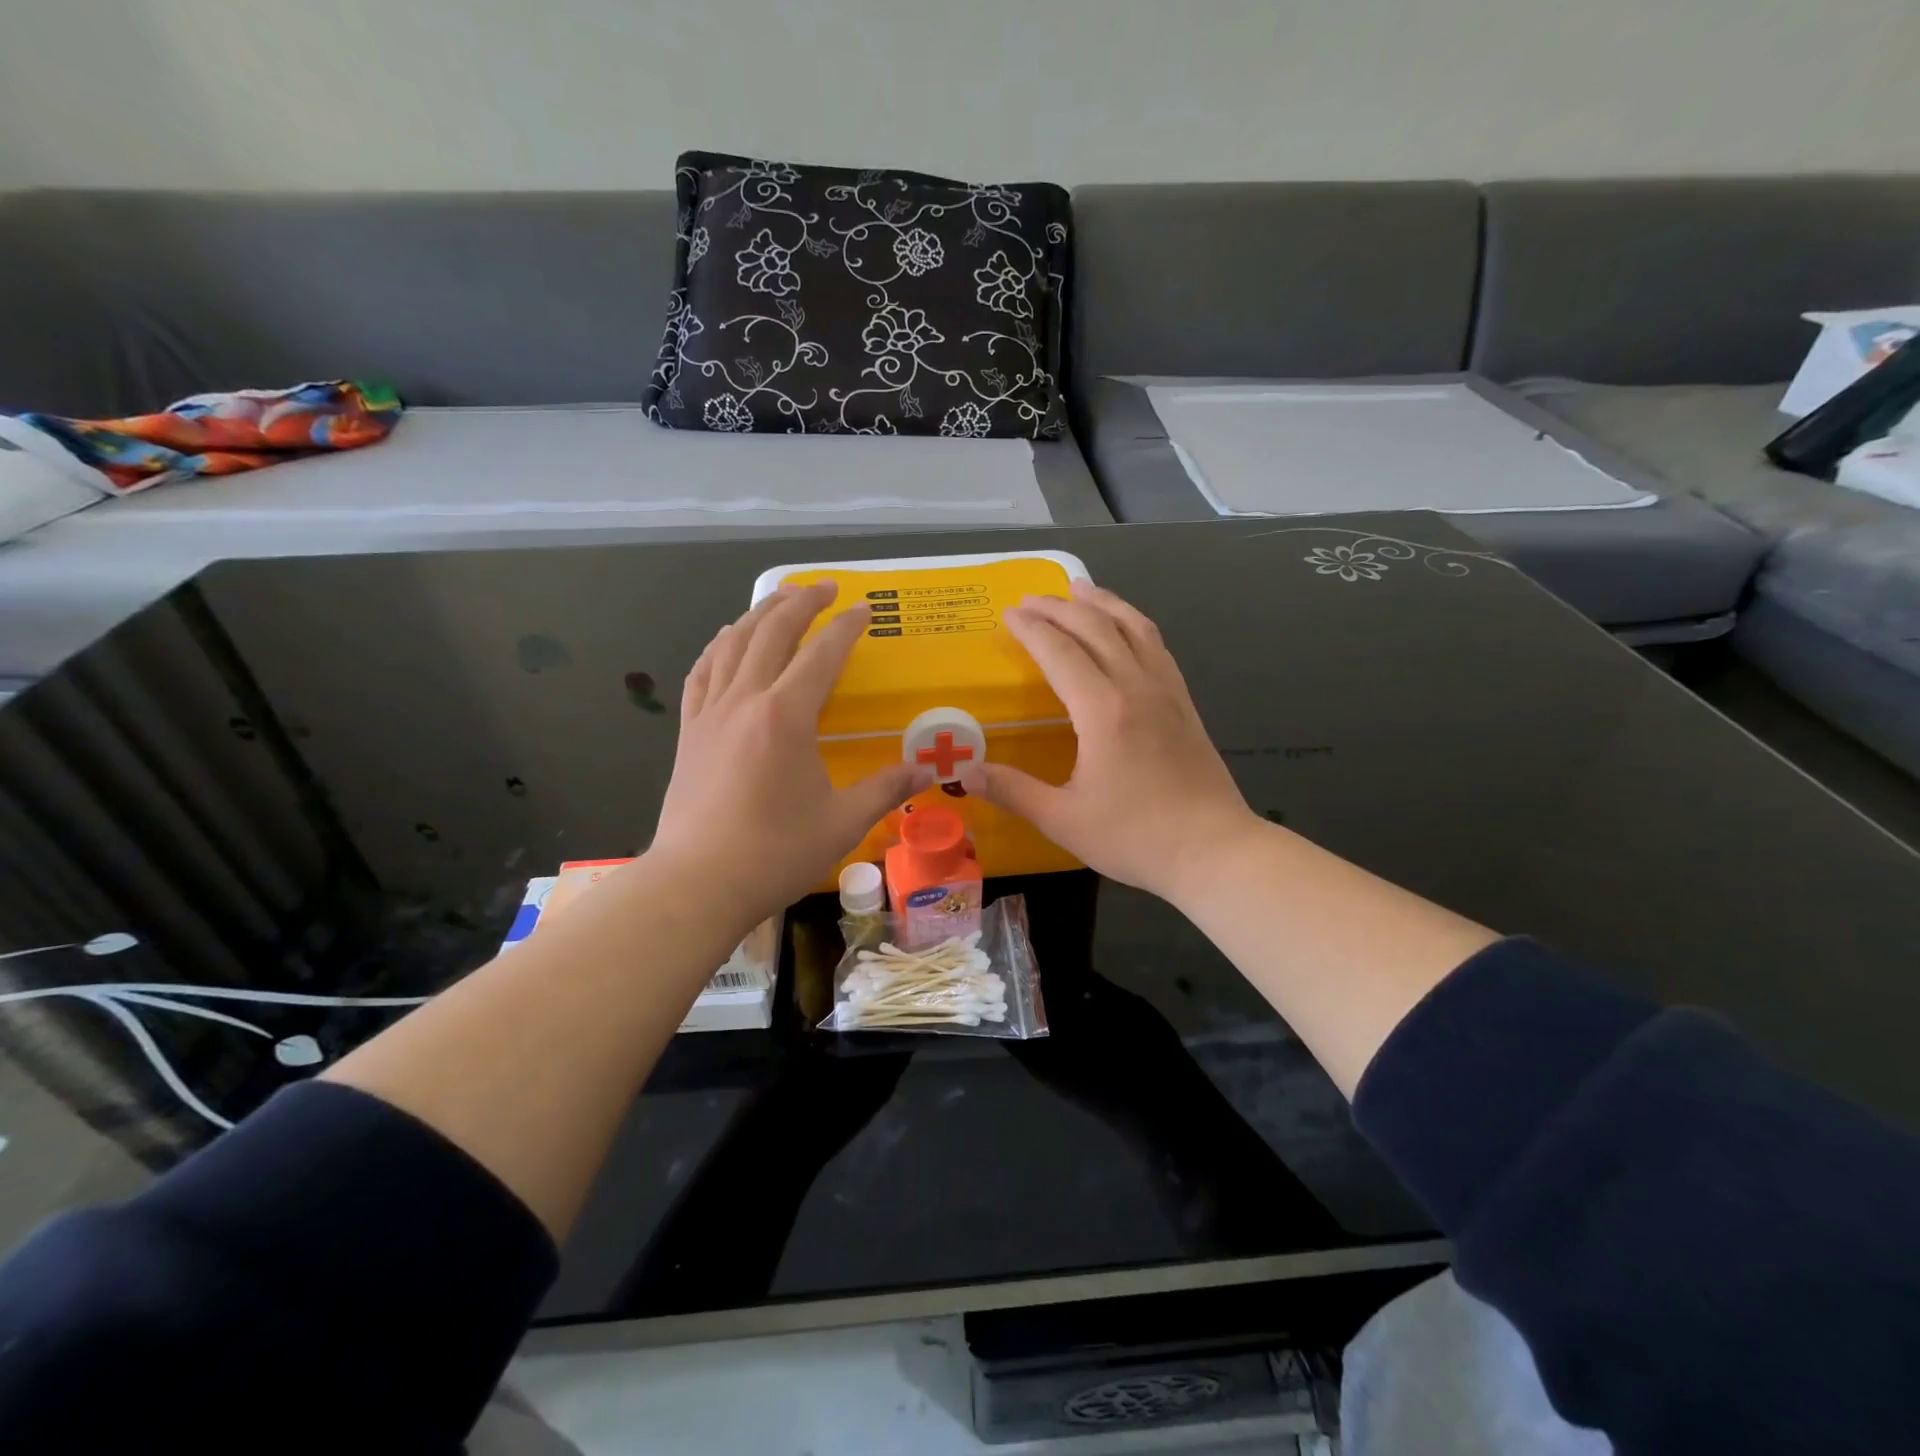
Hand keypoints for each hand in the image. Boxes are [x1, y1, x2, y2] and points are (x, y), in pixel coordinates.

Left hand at [650, 582, 932, 931]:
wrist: (697, 883)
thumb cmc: (775, 853)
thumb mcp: (842, 822)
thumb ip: (886, 788)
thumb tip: (929, 771)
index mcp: (786, 715)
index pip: (821, 654)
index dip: (845, 627)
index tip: (864, 608)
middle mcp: (745, 700)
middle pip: (772, 632)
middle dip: (801, 602)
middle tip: (824, 587)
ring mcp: (710, 713)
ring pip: (732, 643)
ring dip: (758, 614)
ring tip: (779, 599)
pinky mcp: (689, 731)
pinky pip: (702, 672)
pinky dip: (719, 646)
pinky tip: (727, 640)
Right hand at [960, 582, 1259, 907]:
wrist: (1214, 850)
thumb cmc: (1135, 837)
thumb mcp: (1063, 820)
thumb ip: (1013, 791)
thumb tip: (964, 773)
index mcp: (1103, 710)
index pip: (1060, 653)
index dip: (1032, 630)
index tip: (1008, 614)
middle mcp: (1136, 687)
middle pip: (1096, 629)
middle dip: (1059, 608)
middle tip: (1030, 598)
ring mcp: (1166, 691)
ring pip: (1134, 628)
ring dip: (1103, 603)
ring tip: (1079, 589)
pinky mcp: (1185, 703)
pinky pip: (1157, 646)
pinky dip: (1134, 624)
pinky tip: (1126, 628)